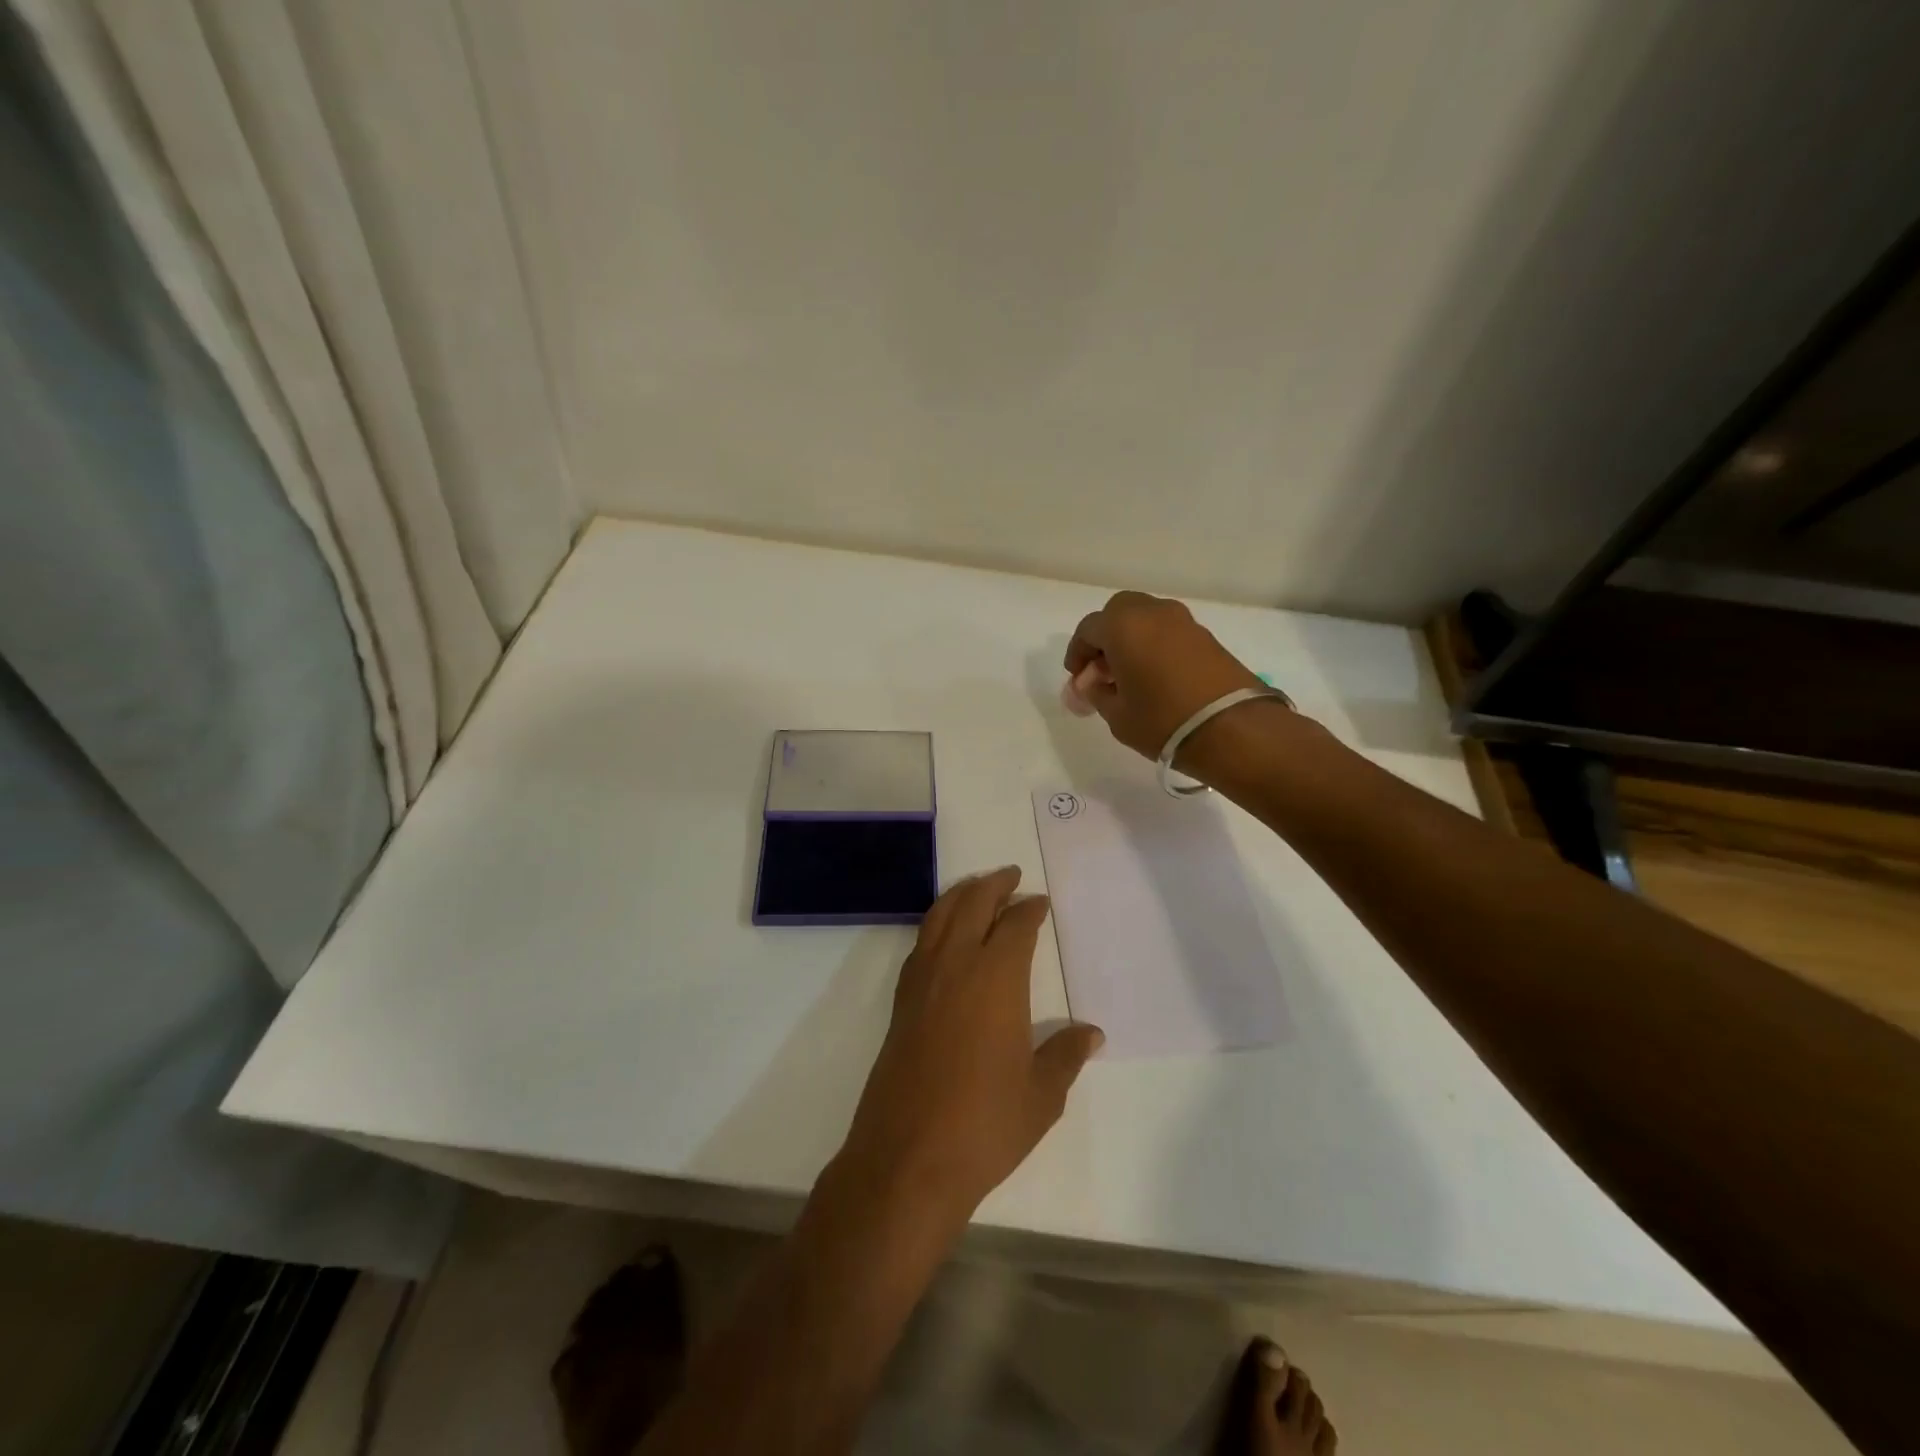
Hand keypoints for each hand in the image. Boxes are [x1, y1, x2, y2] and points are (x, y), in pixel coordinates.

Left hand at [836, 868, 1103, 1226]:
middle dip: (993, 885)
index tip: (1040, 902)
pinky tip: (944, 935)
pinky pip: (921, 943)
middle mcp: (955, 966)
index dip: (1029, 909)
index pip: (1015, 926)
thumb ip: (1066, 1056)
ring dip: (961, 895)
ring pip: (939, 917)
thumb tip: (1091, 1033)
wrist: (907, 1157)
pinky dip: (936, 923)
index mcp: (996, 978)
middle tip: (1011, 874)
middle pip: (972, 905)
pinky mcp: (901, 1003)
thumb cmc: (985, 1124)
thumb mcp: (1041, 1095)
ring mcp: (922, 982)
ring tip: (977, 887)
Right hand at [1065, 591, 1268, 765]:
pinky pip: (1169, 631)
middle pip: (1119, 612)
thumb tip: (1091, 684)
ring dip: (1132, 638)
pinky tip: (1155, 675)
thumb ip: (1097, 693)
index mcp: (1123, 626)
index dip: (1077, 653)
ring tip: (1129, 675)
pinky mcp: (1207, 637)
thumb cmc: (1162, 721)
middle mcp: (1153, 613)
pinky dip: (1155, 645)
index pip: (1088, 629)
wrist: (1233, 729)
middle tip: (1102, 669)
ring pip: (1146, 618)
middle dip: (1105, 636)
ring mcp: (1184, 622)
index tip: (1077, 678)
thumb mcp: (1117, 715)